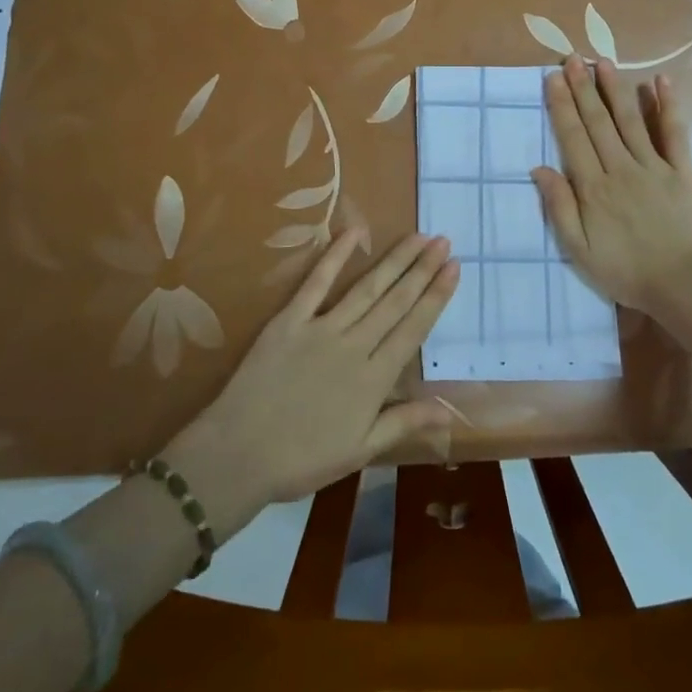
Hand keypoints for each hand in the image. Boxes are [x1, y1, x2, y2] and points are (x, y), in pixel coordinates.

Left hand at [161, 231, 457, 539]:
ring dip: (395, 261)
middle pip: (396, 301)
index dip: (436, 296)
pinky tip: (354, 232)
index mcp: (374, 379)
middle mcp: (355, 346)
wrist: (237, 456)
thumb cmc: (302, 460)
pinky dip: (335, 256)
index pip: (414, 328)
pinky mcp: (290, 321)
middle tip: (443, 241)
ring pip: (367, 288)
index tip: (455, 268)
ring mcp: (322, 329)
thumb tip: (448, 408)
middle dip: (422, 269)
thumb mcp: (360, 451)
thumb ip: (403, 422)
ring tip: (417, 237)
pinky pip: (316, 283)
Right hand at [533, 56, 691, 319]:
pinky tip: (660, 81)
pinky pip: (674, 132)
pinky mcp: (682, 170)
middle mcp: (621, 168)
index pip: (573, 138)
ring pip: (630, 120)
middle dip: (583, 88)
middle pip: (598, 122)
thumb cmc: (626, 271)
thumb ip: (559, 208)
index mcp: (593, 188)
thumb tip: (539, 168)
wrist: (684, 284)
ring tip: (603, 62)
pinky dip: (668, 106)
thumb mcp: (579, 250)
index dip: (562, 106)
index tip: (553, 79)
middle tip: (572, 58)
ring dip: (615, 89)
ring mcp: (654, 166)